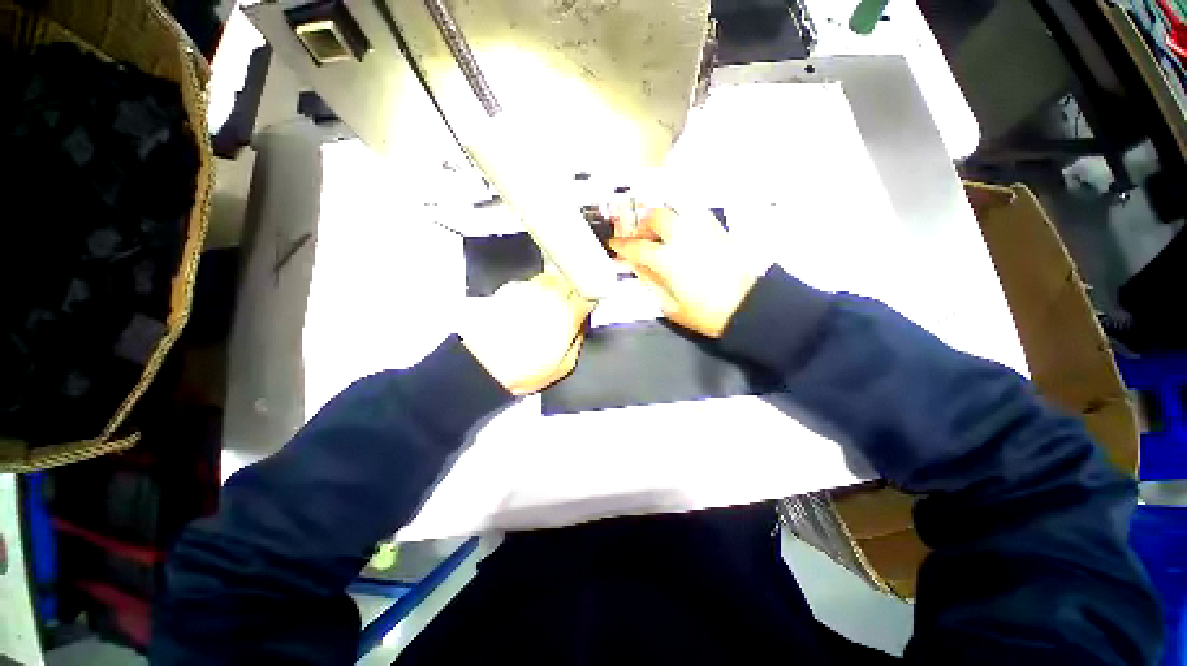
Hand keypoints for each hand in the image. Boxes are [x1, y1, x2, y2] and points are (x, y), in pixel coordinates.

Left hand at [460, 273, 593, 395]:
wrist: (481, 365)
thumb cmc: (521, 369)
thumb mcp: (563, 366)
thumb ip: (579, 341)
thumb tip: (583, 327)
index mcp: (567, 315)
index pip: (588, 294)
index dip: (591, 300)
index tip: (588, 306)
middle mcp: (549, 296)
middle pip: (571, 280)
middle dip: (574, 291)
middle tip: (569, 307)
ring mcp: (528, 289)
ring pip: (551, 278)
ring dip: (554, 289)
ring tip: (547, 308)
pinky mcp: (509, 289)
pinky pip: (530, 284)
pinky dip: (534, 292)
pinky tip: (527, 310)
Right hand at [608, 207, 768, 338]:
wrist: (746, 308)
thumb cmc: (705, 314)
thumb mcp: (670, 306)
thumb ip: (650, 282)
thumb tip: (637, 266)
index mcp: (668, 260)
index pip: (638, 246)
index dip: (622, 244)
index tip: (614, 243)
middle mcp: (684, 239)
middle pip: (657, 216)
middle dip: (643, 223)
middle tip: (640, 237)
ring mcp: (703, 232)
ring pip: (678, 210)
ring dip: (663, 217)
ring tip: (660, 232)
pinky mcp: (719, 232)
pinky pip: (697, 214)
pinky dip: (684, 218)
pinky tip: (682, 231)